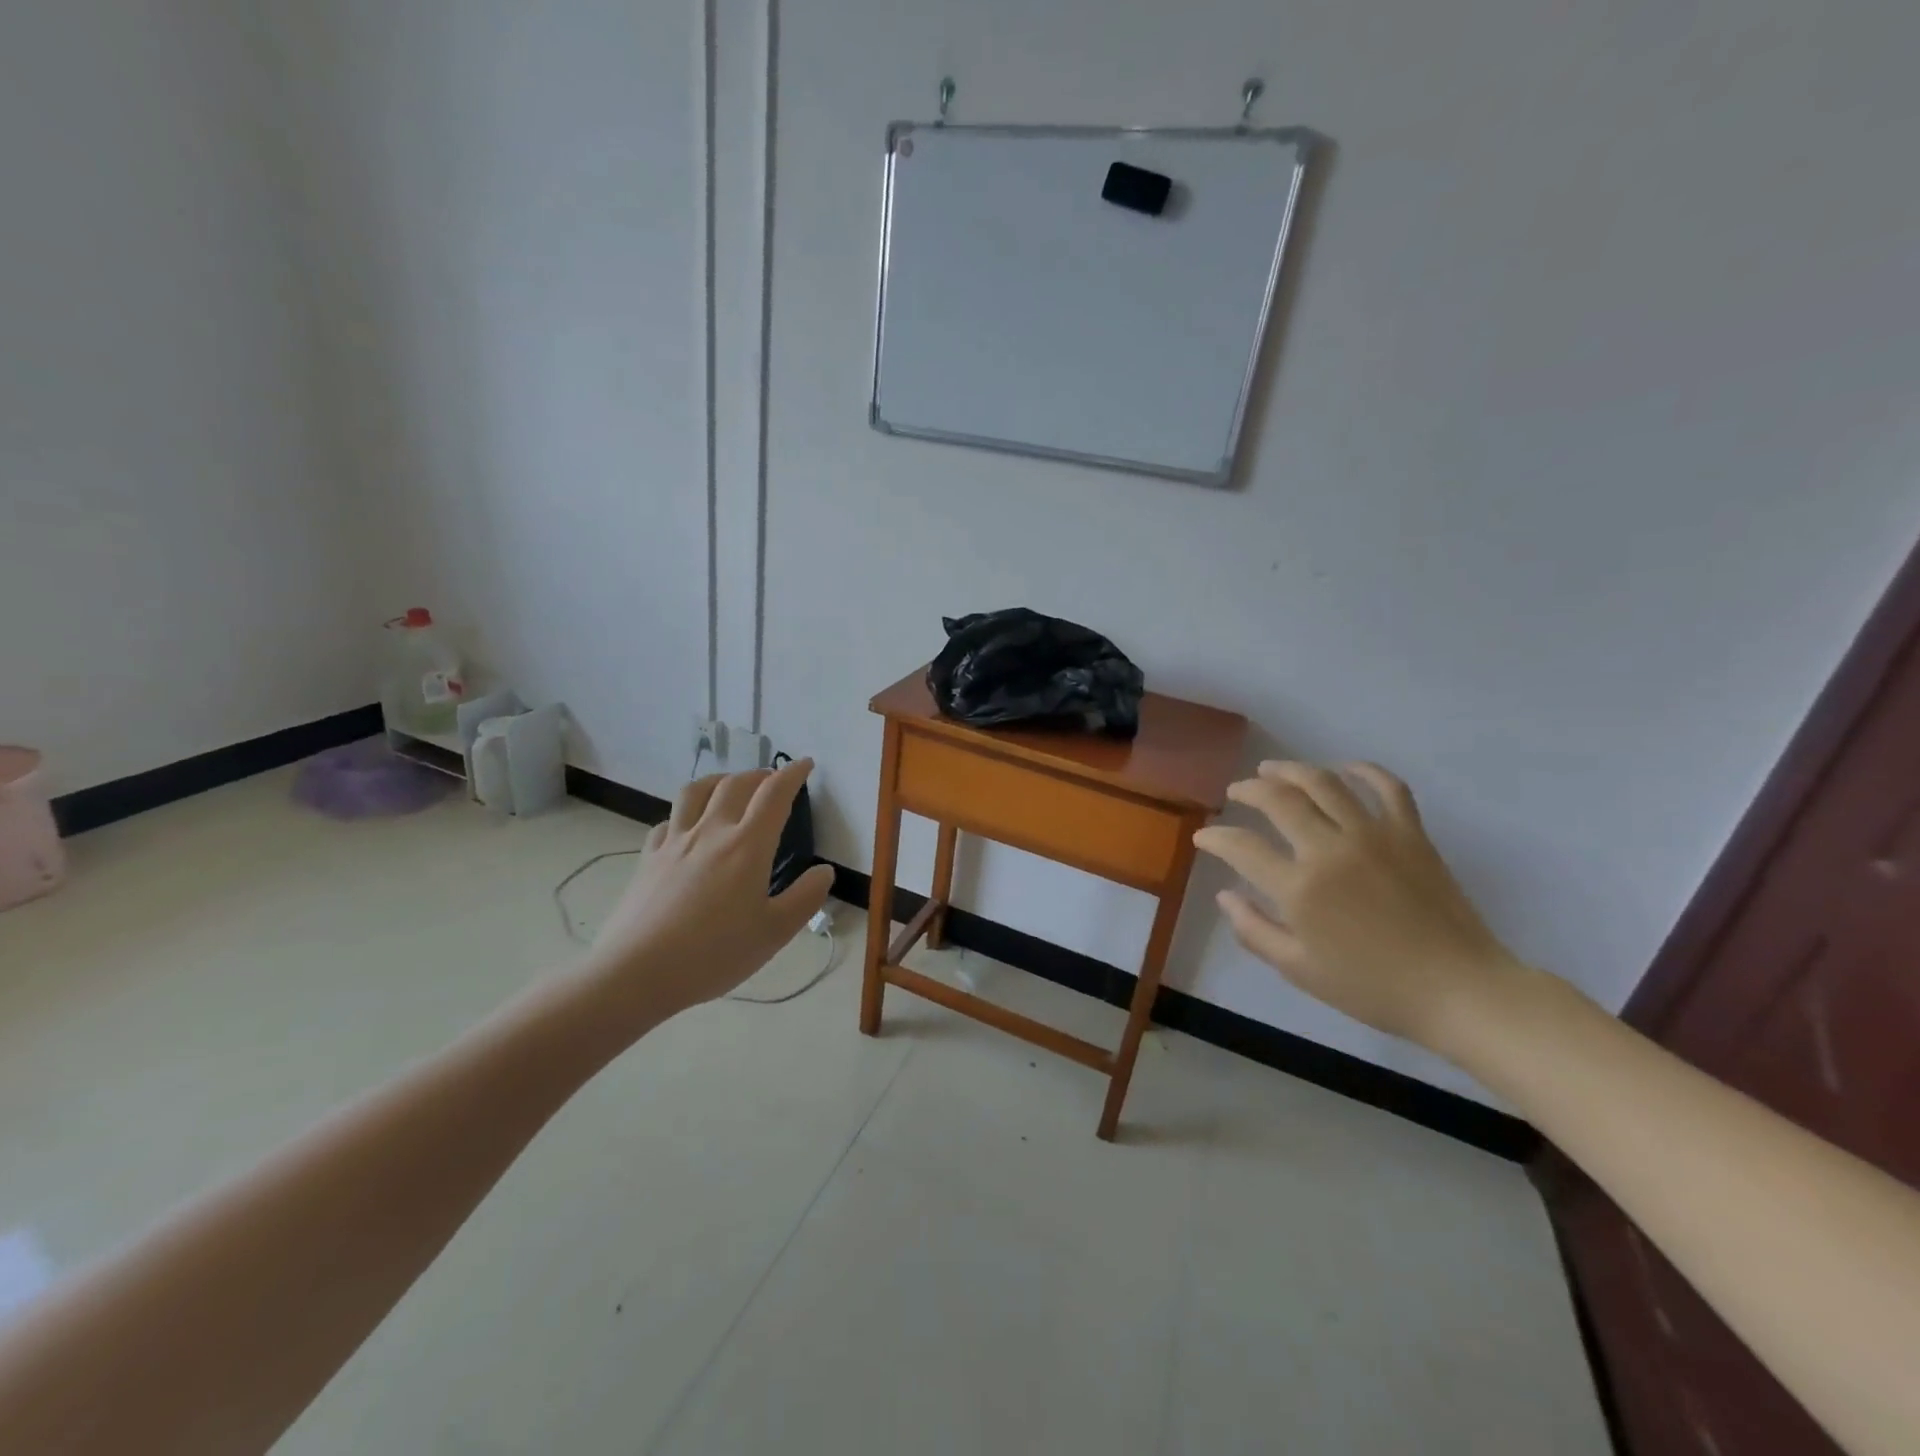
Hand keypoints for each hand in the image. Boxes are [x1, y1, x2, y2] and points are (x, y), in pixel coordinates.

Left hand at [583, 758, 835, 1022]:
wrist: (636, 972)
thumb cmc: (714, 954)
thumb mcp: (774, 933)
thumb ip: (805, 898)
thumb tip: (825, 871)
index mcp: (747, 846)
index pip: (775, 794)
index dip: (793, 774)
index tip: (805, 764)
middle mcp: (711, 832)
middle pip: (735, 784)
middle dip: (759, 775)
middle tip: (773, 781)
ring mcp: (674, 842)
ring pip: (695, 792)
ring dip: (718, 780)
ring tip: (729, 787)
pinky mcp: (648, 858)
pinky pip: (668, 821)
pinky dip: (685, 814)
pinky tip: (687, 828)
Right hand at [1192, 761, 1525, 1051]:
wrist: (1458, 990)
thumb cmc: (1372, 987)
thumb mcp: (1299, 969)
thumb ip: (1253, 930)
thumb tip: (1224, 895)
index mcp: (1299, 888)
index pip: (1242, 847)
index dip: (1216, 837)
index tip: (1205, 835)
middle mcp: (1330, 849)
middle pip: (1279, 800)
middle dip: (1248, 790)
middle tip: (1236, 792)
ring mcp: (1374, 835)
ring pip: (1324, 783)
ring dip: (1292, 770)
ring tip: (1273, 769)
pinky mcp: (1410, 833)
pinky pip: (1388, 788)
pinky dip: (1366, 771)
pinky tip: (1347, 768)